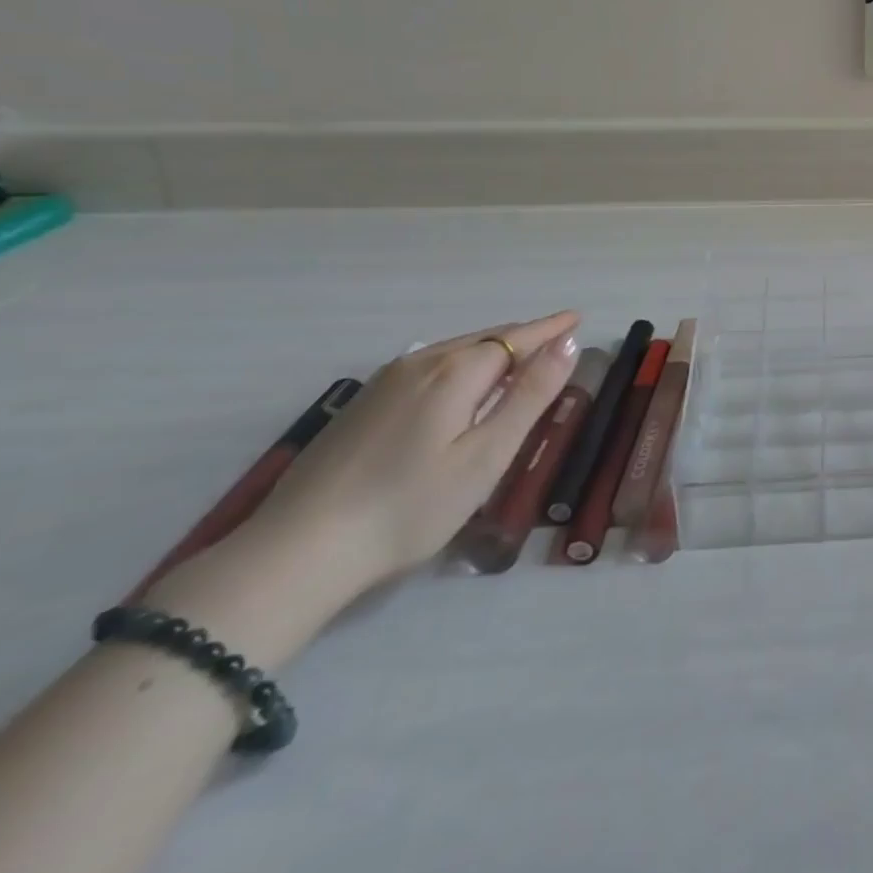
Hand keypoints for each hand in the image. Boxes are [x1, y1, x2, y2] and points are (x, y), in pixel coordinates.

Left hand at [249, 311, 580, 600]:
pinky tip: (460, 389)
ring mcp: (384, 383)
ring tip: (517, 361)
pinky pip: (428, 367)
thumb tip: (568, 344)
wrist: (296, 553)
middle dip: (524, 337)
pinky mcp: (361, 406)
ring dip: (491, 351)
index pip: (517, 337)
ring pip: (453, 352)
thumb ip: (531, 394)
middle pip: (485, 339)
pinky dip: (460, 365)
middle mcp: (420, 363)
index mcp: (456, 371)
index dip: (550, 329)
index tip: (577, 318)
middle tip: (556, 340)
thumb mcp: (487, 454)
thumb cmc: (411, 506)